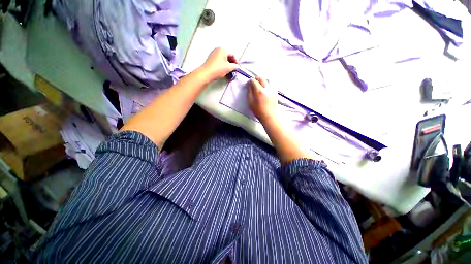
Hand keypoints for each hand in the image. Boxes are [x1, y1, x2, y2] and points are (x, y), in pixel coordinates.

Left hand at [201, 47, 238, 80]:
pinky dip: (222, 64)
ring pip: (223, 58)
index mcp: (223, 49)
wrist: (206, 73)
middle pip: (227, 55)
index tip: (237, 67)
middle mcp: (218, 49)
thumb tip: (237, 66)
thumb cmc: (218, 69)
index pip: (232, 54)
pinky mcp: (210, 58)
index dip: (236, 61)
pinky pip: (219, 60)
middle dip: (231, 62)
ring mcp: (213, 53)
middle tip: (233, 69)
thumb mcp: (229, 68)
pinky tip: (223, 70)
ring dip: (227, 64)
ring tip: (228, 70)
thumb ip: (235, 66)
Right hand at [248, 77, 278, 122]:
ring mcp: (272, 90)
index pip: (254, 81)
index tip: (249, 83)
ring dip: (263, 81)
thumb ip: (249, 93)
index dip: (250, 81)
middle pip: (262, 78)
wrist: (270, 116)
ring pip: (267, 80)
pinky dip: (267, 85)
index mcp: (259, 91)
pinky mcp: (275, 92)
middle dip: (257, 79)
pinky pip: (271, 85)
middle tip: (254, 83)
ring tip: (260, 86)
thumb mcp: (251, 102)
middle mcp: (266, 88)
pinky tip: (265, 90)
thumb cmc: (258, 111)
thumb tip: (249, 86)